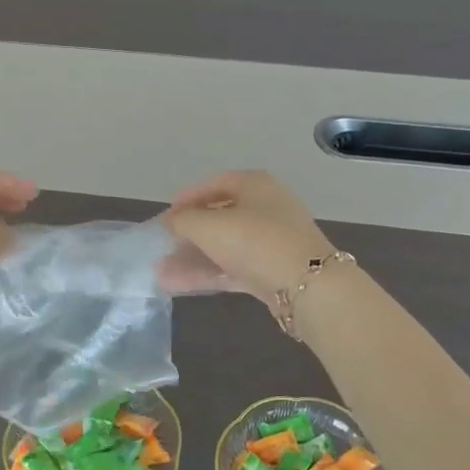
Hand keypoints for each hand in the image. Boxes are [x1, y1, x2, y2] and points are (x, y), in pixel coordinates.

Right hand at [164, 171, 335, 298]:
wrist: (307, 285)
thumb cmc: (254, 241)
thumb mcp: (209, 226)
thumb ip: (183, 221)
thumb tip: (171, 221)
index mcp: (255, 185)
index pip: (214, 184)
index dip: (187, 199)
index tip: (165, 216)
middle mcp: (266, 207)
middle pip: (220, 217)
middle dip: (188, 234)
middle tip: (163, 246)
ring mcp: (272, 240)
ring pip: (225, 246)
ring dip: (193, 258)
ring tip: (161, 272)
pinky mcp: (273, 270)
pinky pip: (233, 267)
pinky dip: (208, 274)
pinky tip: (179, 285)